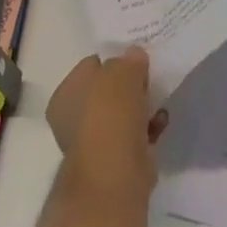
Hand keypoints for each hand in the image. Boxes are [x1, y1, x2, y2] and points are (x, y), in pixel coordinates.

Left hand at [45, 47, 168, 193]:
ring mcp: (95, 138)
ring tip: (159, 99)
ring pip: (123, 112)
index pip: (91, 65)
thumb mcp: (122, 72)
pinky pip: (136, 132)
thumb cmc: (110, 114)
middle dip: (130, 84)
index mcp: (65, 94)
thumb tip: (134, 56)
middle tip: (150, 78)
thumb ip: (129, 60)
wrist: (116, 170)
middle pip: (108, 90)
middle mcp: (74, 117)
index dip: (115, 59)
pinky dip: (149, 126)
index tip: (137, 58)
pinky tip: (161, 121)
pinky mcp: (116, 156)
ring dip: (143, 105)